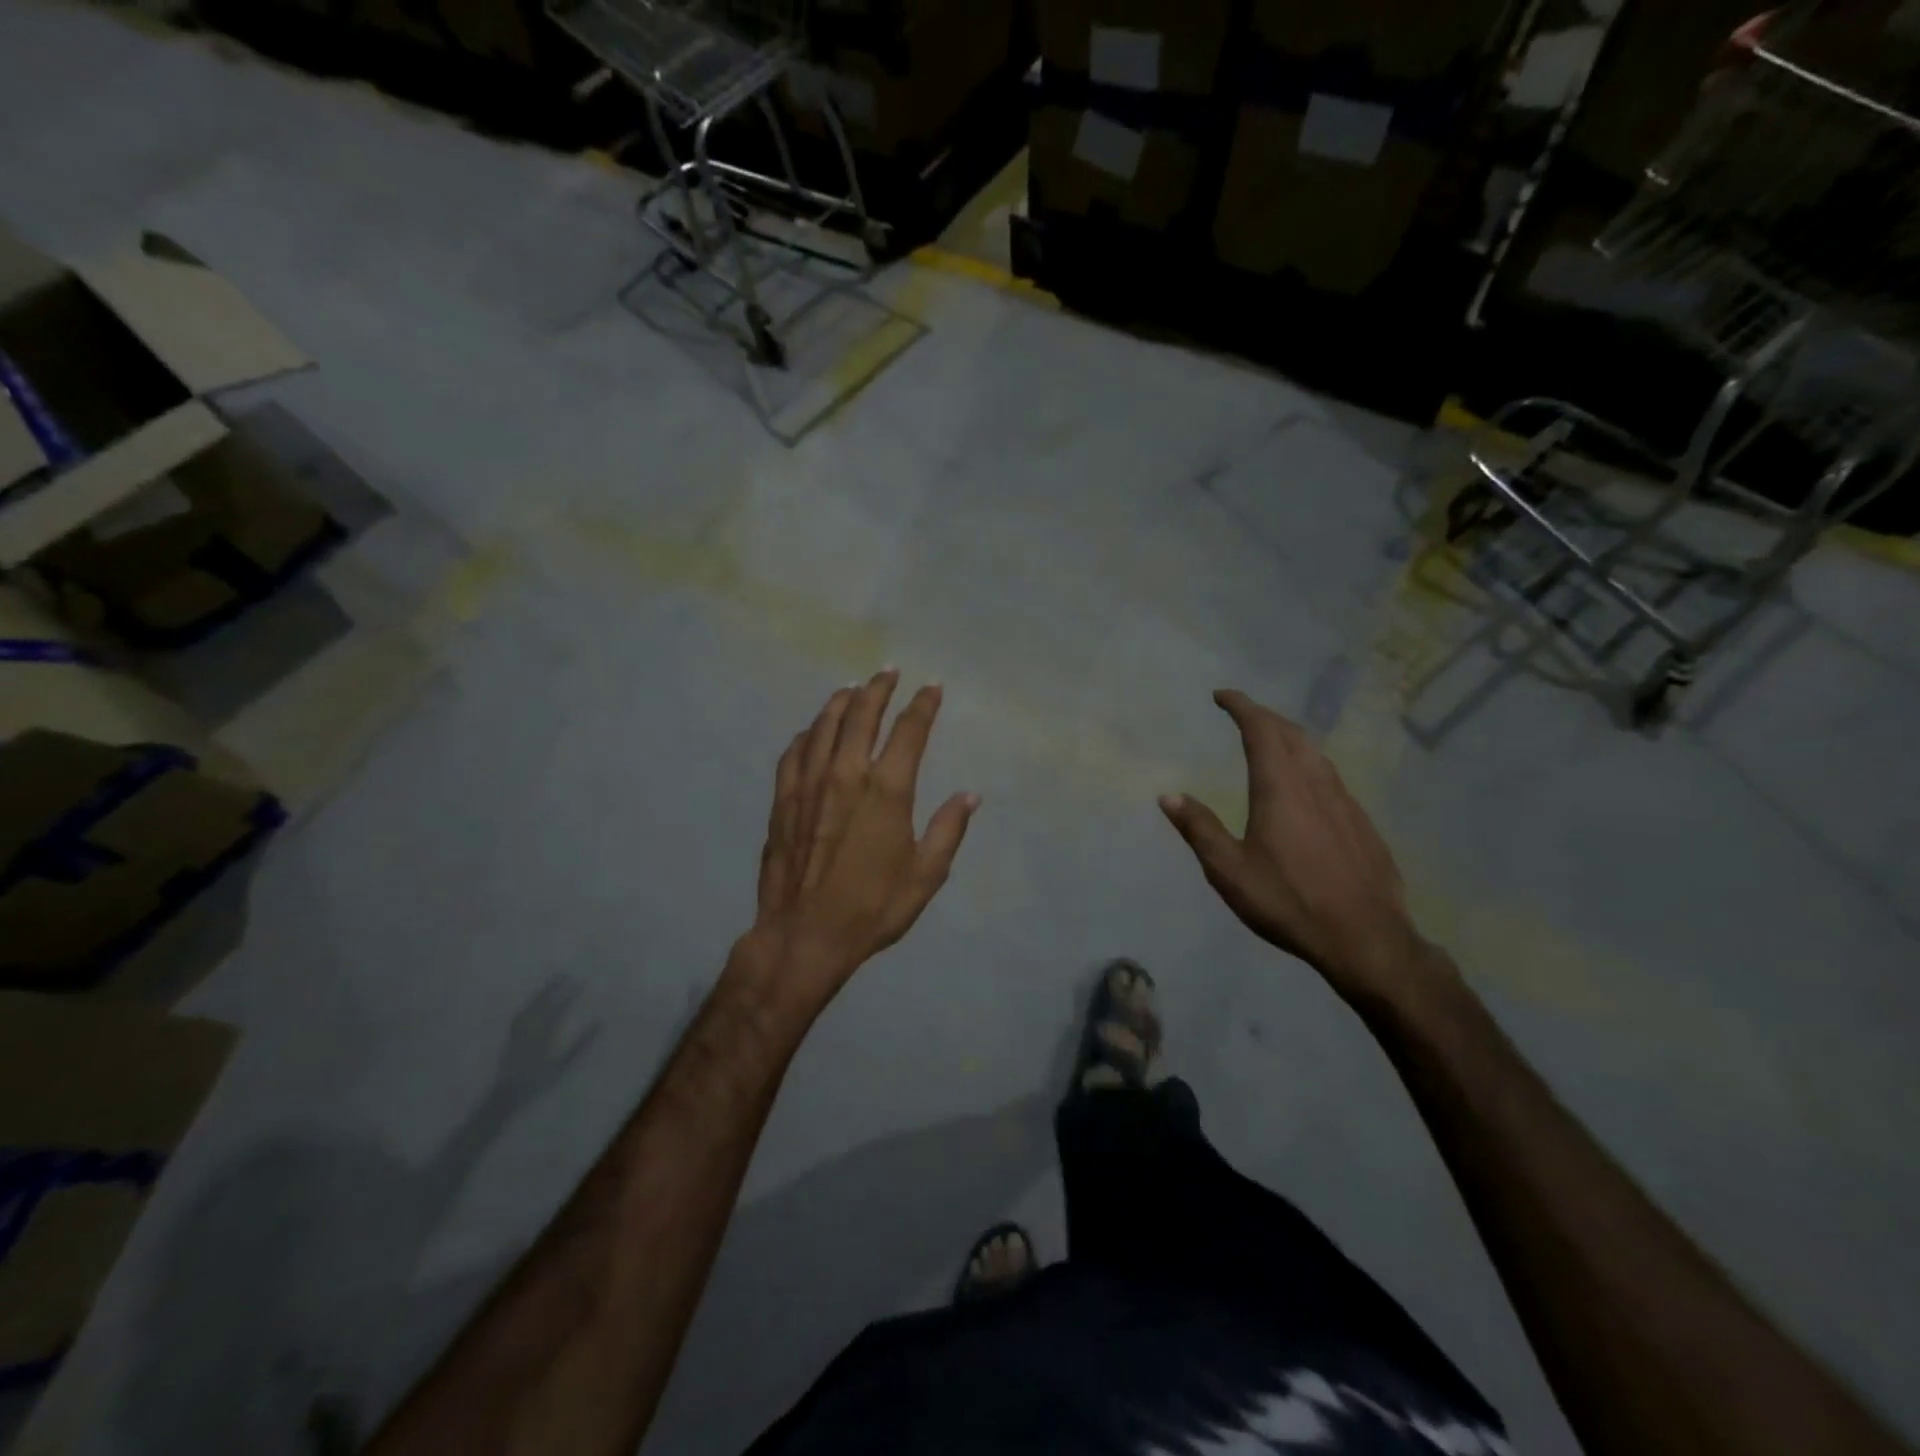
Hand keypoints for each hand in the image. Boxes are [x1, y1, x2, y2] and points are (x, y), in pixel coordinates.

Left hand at [739, 670, 978, 1009]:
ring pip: (824, 725)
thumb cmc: (872, 907)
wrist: (805, 935)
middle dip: (878, 687)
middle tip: (888, 671)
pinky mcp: (783, 800)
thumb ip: (948, 829)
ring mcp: (809, 784)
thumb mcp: (925, 875)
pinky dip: (807, 734)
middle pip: (862, 714)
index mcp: (887, 790)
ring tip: (851, 688)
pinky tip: (811, 731)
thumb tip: (970, 795)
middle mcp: (846, 774)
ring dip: (840, 701)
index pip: (909, 731)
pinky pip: (794, 752)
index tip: (932, 686)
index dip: (923, 704)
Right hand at [1160, 689, 1430, 1009]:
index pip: (1261, 730)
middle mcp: (1316, 784)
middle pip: (1291, 734)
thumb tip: (1169, 795)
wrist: (1366, 938)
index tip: (1222, 695)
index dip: (1241, 706)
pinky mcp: (1362, 823)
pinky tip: (1305, 786)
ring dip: (1289, 737)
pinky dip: (1309, 764)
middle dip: (1265, 716)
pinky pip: (1331, 777)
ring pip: (1316, 754)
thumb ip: (1200, 829)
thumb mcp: (1230, 870)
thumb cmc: (1289, 901)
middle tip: (1242, 713)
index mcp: (1280, 788)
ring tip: (1271, 741)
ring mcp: (1345, 802)